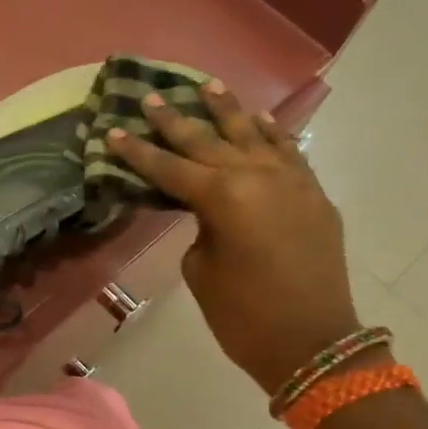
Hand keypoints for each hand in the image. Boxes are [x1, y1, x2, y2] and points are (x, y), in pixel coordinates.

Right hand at [105, 81, 362, 397]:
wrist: (312, 342)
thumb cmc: (243, 316)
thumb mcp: (202, 271)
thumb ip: (200, 229)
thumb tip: (209, 211)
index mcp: (223, 197)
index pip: (170, 168)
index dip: (139, 152)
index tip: (114, 131)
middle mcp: (258, 176)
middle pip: (208, 142)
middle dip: (176, 121)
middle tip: (152, 98)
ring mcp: (291, 181)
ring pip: (253, 135)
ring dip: (228, 111)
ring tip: (208, 86)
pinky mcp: (313, 194)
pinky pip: (288, 152)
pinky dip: (271, 134)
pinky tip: (259, 120)